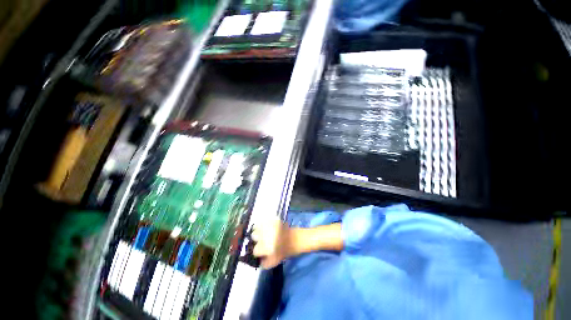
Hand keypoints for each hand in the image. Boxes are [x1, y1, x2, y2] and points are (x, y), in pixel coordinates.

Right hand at [252, 217, 290, 268]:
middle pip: (254, 236)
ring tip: (263, 233)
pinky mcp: (272, 219)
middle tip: (262, 241)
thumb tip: (257, 260)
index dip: (258, 251)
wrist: (297, 238)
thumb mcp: (275, 261)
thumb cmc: (286, 250)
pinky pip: (263, 221)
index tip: (261, 251)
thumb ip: (264, 263)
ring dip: (258, 230)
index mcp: (266, 247)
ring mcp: (269, 225)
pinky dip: (263, 224)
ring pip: (256, 227)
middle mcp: (266, 235)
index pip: (255, 250)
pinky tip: (266, 228)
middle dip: (257, 239)